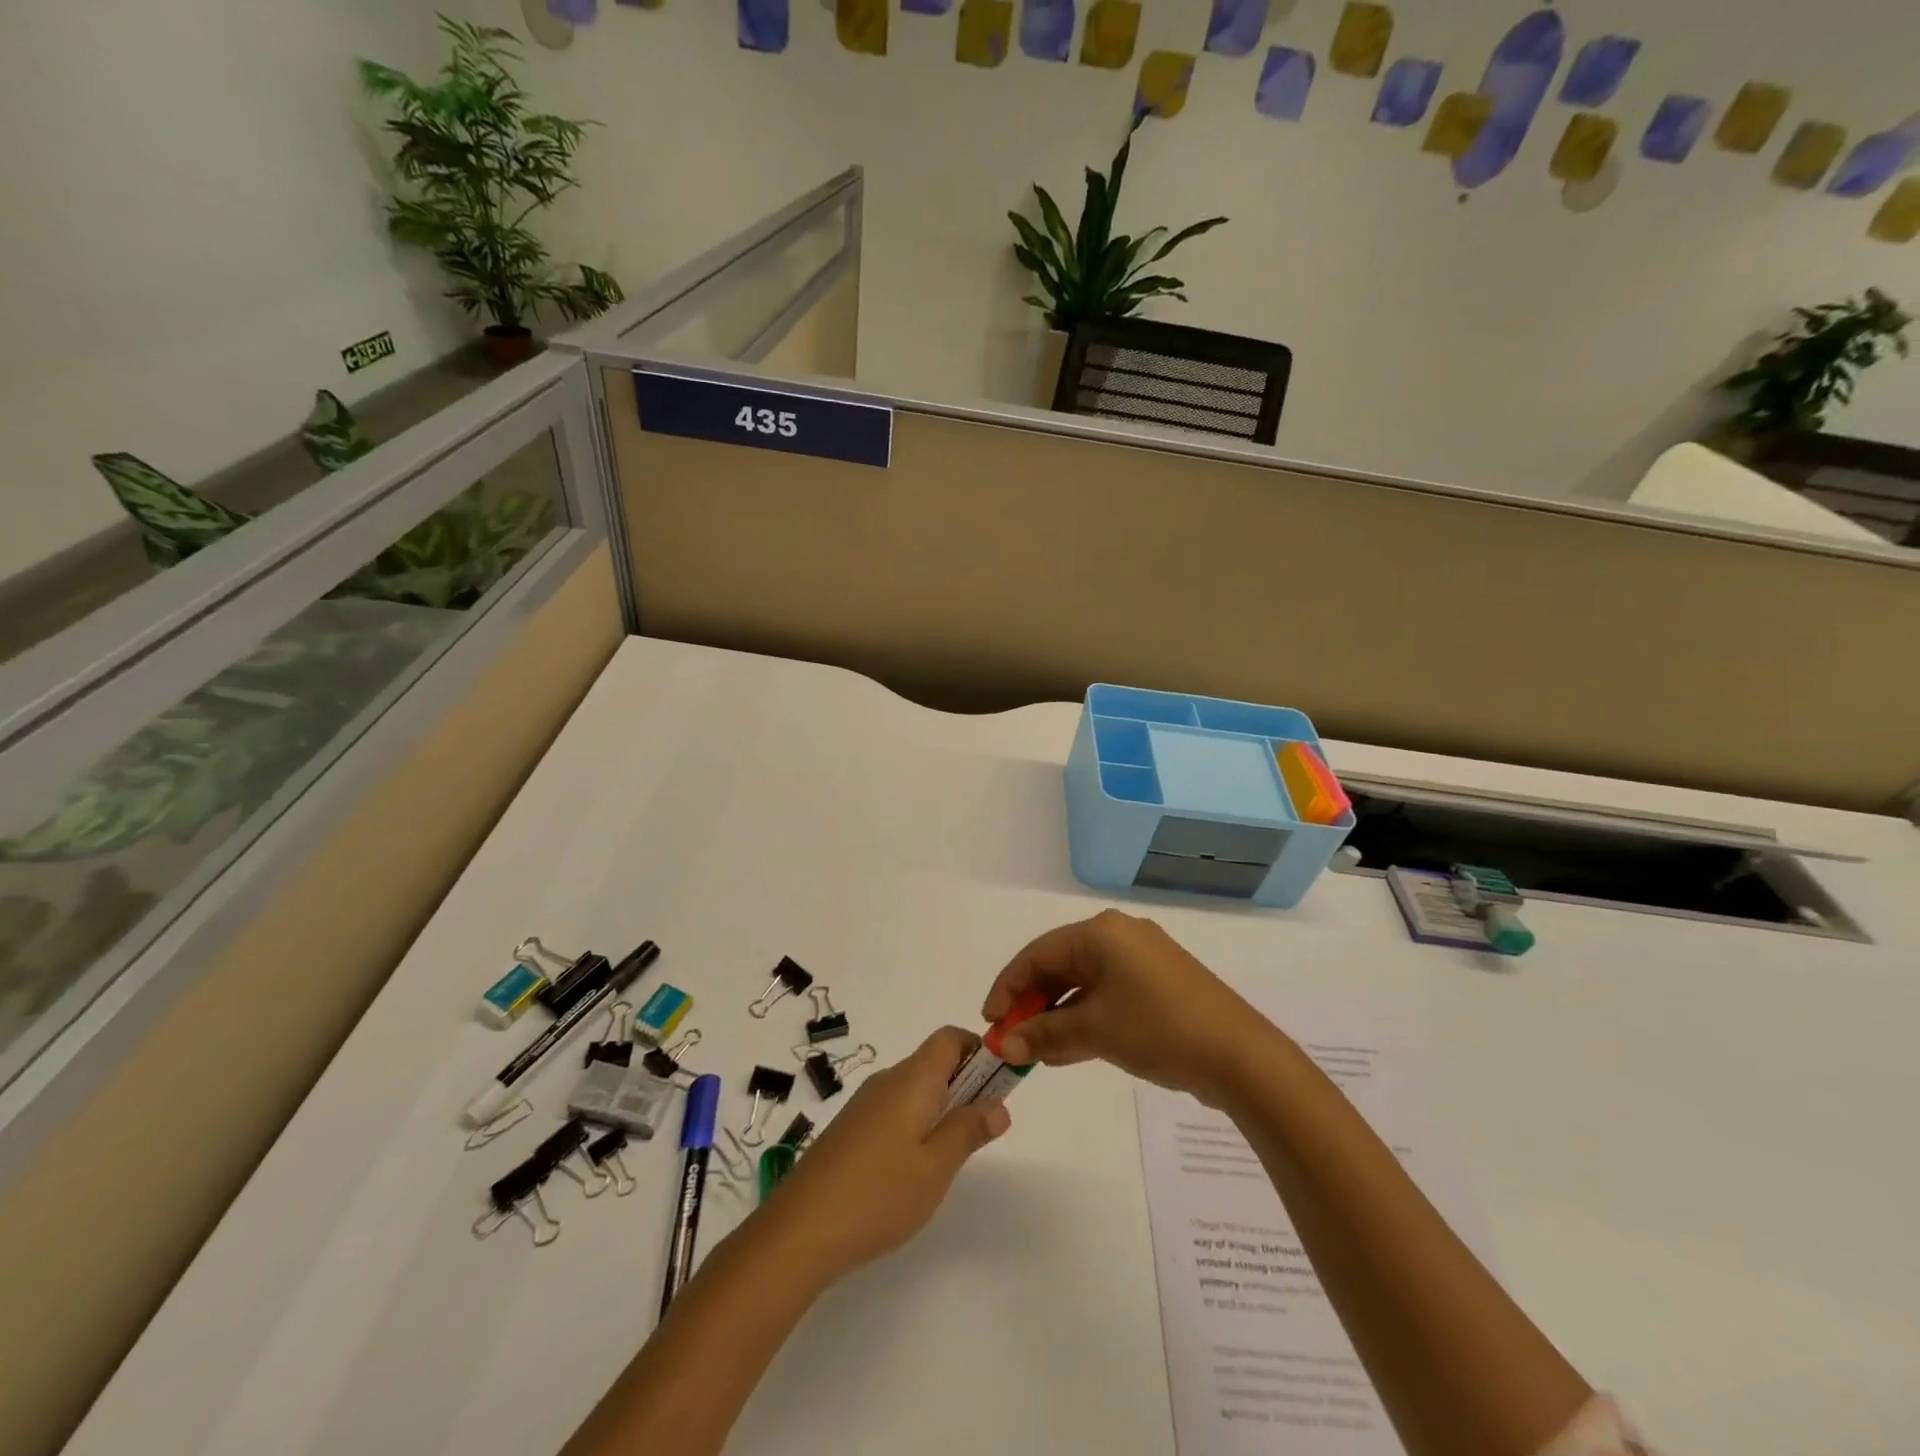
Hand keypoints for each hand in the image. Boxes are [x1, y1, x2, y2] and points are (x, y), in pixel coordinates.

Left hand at [765, 1027, 1009, 1279]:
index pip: (950, 1038)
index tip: (998, 1084)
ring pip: (914, 1088)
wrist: (799, 1230)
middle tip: (982, 1128)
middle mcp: (888, 1080)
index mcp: (912, 1079)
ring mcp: (865, 1104)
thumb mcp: (936, 1167)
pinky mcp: (851, 1128)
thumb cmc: (878, 1194)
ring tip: (950, 1156)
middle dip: (965, 1084)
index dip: (978, 1050)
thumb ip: (969, 1131)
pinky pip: (894, 1108)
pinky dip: (916, 1123)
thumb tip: (999, 1105)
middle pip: (933, 1061)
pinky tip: (913, 1170)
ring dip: (941, 1107)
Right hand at [982, 910, 1280, 1106]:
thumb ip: (1044, 1035)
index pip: (1038, 953)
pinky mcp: (1158, 986)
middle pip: (1060, 966)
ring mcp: (1142, 962)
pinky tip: (1066, 1051)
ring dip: (1056, 1016)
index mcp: (1102, 932)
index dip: (1008, 987)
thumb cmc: (1158, 1027)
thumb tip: (1006, 1047)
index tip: (989, 1021)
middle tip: (1011, 1039)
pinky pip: (1106, 996)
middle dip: (1032, 1003)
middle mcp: (1120, 937)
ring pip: (1083, 984)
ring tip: (1035, 1052)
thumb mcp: (1094, 1031)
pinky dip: (1084, 1020)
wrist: (1239, 1056)